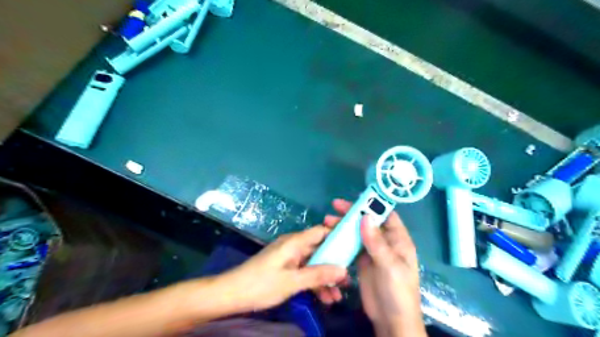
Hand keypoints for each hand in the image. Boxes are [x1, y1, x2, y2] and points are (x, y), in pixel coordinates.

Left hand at [214, 224, 346, 313]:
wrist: (232, 294)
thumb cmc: (261, 284)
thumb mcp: (292, 282)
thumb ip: (318, 275)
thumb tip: (343, 271)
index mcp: (295, 242)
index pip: (321, 231)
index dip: (337, 235)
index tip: (353, 245)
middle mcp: (294, 246)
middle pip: (320, 249)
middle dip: (334, 264)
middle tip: (348, 280)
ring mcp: (290, 258)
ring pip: (313, 264)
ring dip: (325, 278)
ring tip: (338, 296)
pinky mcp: (286, 268)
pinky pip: (304, 272)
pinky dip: (314, 283)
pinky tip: (324, 299)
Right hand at [330, 200, 423, 336]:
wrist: (391, 320)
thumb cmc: (398, 292)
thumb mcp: (390, 266)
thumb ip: (377, 242)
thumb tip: (365, 216)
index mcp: (398, 240)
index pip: (387, 216)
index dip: (374, 205)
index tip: (356, 198)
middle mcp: (385, 242)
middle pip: (369, 221)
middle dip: (353, 213)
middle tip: (335, 206)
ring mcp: (373, 251)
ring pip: (358, 232)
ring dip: (345, 225)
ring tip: (327, 221)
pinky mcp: (362, 261)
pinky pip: (351, 245)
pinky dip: (342, 238)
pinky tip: (331, 235)